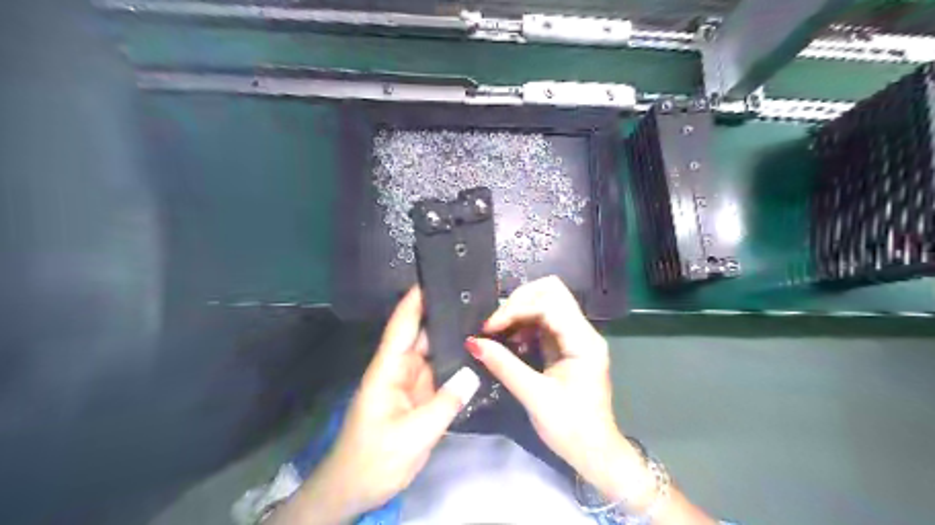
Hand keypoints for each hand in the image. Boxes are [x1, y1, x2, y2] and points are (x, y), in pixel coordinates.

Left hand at [267, 286, 477, 524]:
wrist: (355, 491)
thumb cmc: (373, 460)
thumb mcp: (412, 435)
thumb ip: (445, 403)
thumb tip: (473, 371)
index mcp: (388, 370)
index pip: (401, 325)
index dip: (415, 300)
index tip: (435, 275)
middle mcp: (400, 369)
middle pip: (422, 335)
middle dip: (444, 315)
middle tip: (476, 297)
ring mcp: (411, 384)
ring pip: (434, 354)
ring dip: (453, 338)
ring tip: (483, 320)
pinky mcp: (420, 398)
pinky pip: (441, 374)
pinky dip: (456, 364)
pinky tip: (476, 355)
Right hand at [463, 278, 651, 510]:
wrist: (594, 453)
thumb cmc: (570, 428)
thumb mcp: (534, 397)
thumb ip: (504, 366)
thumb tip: (473, 343)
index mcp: (583, 341)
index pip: (549, 304)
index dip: (516, 309)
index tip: (489, 328)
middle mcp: (582, 331)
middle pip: (551, 292)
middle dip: (518, 301)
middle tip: (494, 324)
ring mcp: (574, 337)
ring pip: (546, 303)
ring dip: (519, 312)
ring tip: (497, 332)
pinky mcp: (565, 345)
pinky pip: (543, 322)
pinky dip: (523, 325)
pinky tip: (509, 341)